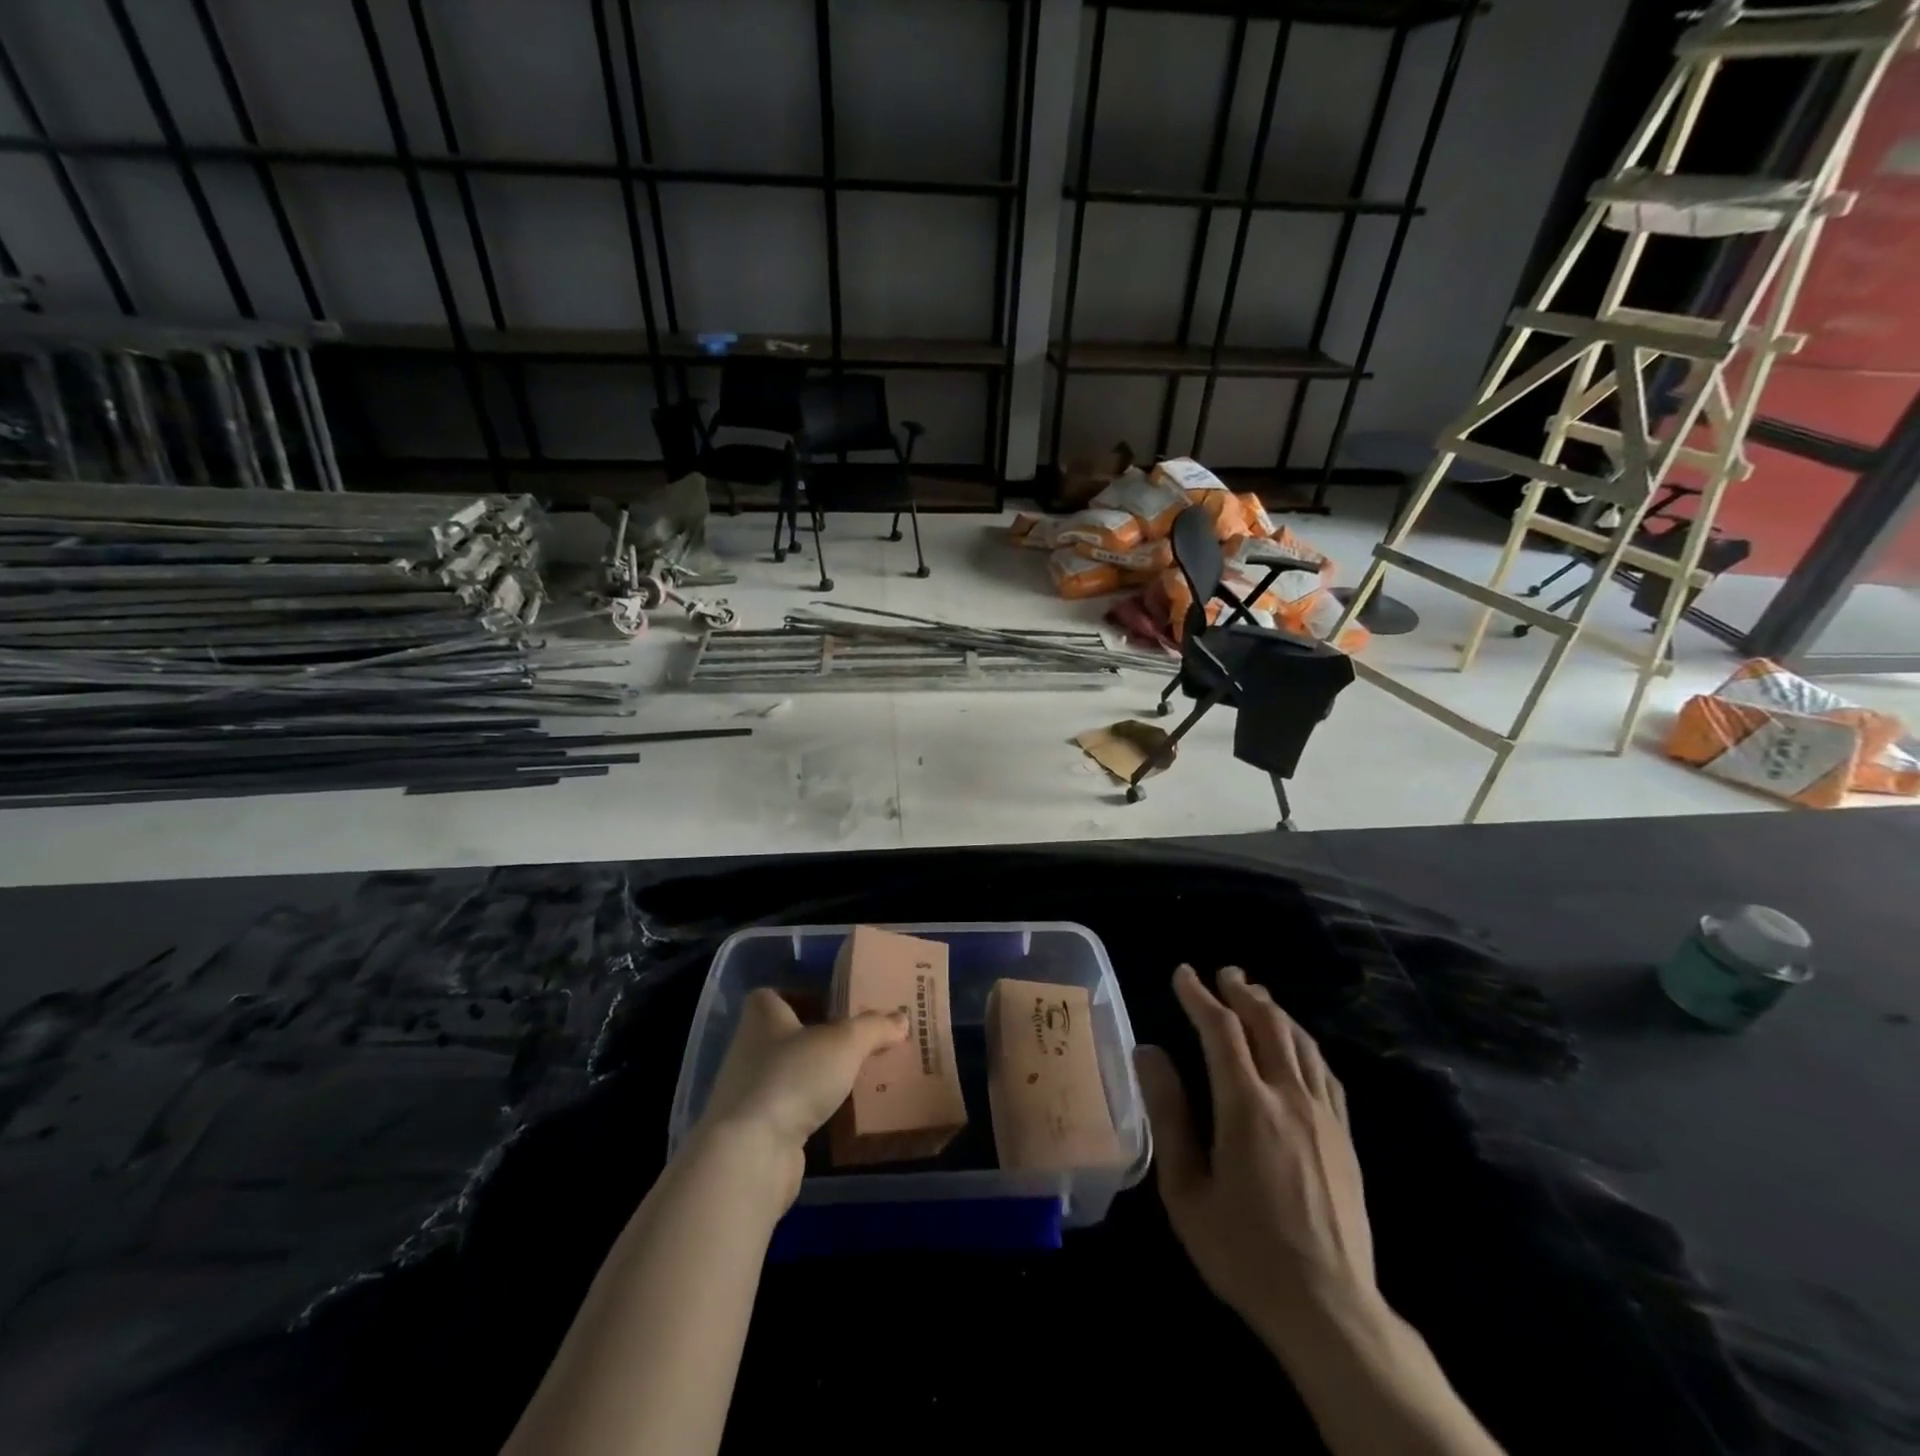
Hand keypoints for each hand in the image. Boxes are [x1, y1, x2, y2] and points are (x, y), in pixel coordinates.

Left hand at [693, 988, 907, 1206]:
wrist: (751, 1153)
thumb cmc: (793, 1076)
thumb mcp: (845, 1042)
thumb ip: (873, 1027)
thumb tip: (902, 1018)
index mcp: (762, 1016)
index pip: (775, 995)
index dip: (801, 995)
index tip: (834, 1004)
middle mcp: (748, 1049)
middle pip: (785, 1035)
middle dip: (818, 1038)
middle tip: (858, 1040)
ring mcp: (748, 1092)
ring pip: (789, 1074)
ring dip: (816, 1077)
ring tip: (857, 1077)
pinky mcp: (755, 1131)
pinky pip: (790, 1110)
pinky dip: (812, 1110)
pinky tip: (841, 1115)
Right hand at [1136, 965, 1376, 1352]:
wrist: (1329, 1309)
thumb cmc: (1244, 1251)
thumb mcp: (1186, 1189)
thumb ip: (1167, 1114)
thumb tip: (1148, 1052)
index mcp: (1246, 1106)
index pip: (1220, 1030)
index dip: (1199, 996)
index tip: (1182, 973)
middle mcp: (1289, 1097)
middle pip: (1268, 1024)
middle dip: (1242, 992)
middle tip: (1223, 972)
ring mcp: (1323, 1116)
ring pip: (1301, 1042)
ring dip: (1275, 1011)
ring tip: (1255, 996)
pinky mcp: (1345, 1137)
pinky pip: (1325, 1072)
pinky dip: (1304, 1043)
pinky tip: (1297, 1044)